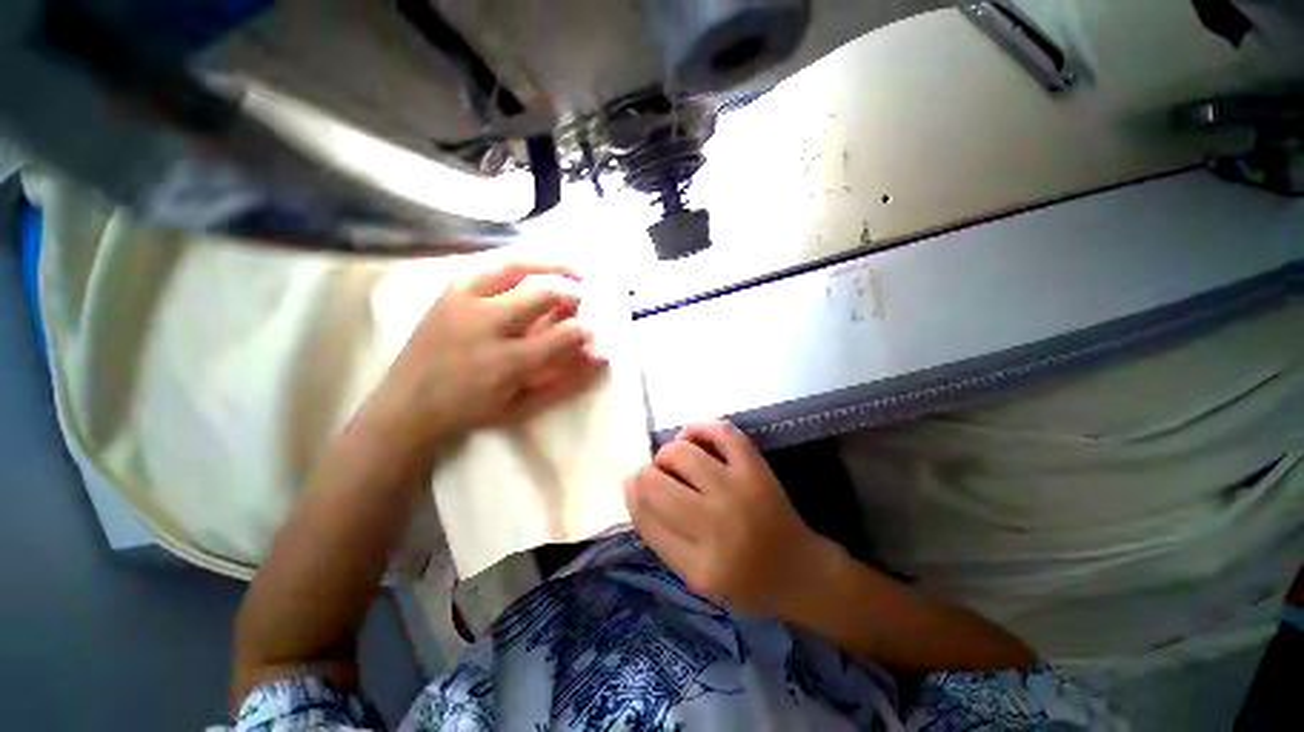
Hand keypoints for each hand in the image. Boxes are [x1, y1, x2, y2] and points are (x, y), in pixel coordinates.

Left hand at [366, 261, 605, 445]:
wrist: (408, 403)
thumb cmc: (472, 410)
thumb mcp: (524, 406)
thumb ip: (564, 380)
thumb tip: (598, 354)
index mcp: (506, 363)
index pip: (562, 336)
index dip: (586, 330)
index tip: (595, 330)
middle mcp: (485, 325)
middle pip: (541, 293)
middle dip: (570, 293)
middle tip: (580, 299)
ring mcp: (463, 301)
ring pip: (514, 265)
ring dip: (550, 264)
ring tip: (571, 269)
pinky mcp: (448, 290)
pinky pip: (488, 260)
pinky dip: (518, 258)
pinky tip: (533, 263)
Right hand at [623, 420, 834, 617]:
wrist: (797, 570)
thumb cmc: (742, 579)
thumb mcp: (693, 575)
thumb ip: (658, 534)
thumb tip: (632, 484)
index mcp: (699, 565)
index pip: (646, 513)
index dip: (633, 492)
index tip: (633, 484)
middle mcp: (718, 525)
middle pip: (656, 481)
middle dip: (647, 473)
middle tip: (657, 477)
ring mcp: (740, 490)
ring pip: (681, 453)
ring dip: (668, 453)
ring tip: (675, 461)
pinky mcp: (757, 468)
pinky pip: (720, 432)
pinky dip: (699, 428)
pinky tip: (692, 438)